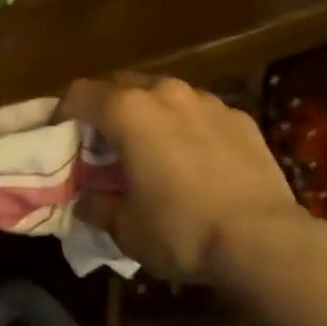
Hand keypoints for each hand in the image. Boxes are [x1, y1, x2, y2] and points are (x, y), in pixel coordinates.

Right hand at [58, 75, 309, 287]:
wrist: (264, 240)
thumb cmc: (182, 230)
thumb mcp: (126, 229)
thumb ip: (98, 206)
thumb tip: (87, 200)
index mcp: (128, 111)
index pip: (80, 93)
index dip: (64, 112)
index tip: (62, 136)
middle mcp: (166, 92)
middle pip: (122, 85)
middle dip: (107, 108)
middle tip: (105, 143)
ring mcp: (207, 101)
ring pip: (165, 95)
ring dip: (150, 114)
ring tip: (153, 148)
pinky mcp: (240, 117)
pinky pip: (201, 113)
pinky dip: (189, 127)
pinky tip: (197, 160)